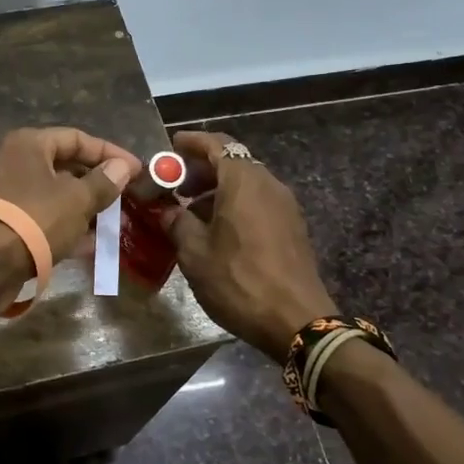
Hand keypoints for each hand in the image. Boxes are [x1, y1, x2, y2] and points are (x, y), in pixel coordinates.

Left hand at [0, 127, 140, 263]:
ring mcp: (10, 195)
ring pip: (58, 196)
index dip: (110, 153)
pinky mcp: (10, 224)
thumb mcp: (77, 199)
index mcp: (29, 144)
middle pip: (67, 167)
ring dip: (88, 209)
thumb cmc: (34, 219)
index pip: (77, 138)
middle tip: (129, 199)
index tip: (137, 171)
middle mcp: (16, 163)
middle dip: (100, 184)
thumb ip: (103, 182)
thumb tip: (122, 167)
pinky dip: (69, 228)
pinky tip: (94, 245)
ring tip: (117, 226)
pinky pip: (46, 219)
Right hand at [162, 130, 336, 359]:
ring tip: (191, 213)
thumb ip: (177, 222)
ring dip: (218, 189)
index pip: (216, 144)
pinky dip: (235, 204)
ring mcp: (284, 205)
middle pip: (233, 161)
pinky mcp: (292, 227)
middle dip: (202, 168)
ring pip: (246, 183)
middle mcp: (268, 184)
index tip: (171, 147)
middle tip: (175, 185)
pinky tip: (218, 231)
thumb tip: (167, 210)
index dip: (191, 142)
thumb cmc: (239, 280)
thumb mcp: (194, 252)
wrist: (297, 321)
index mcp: (243, 181)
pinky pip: (258, 201)